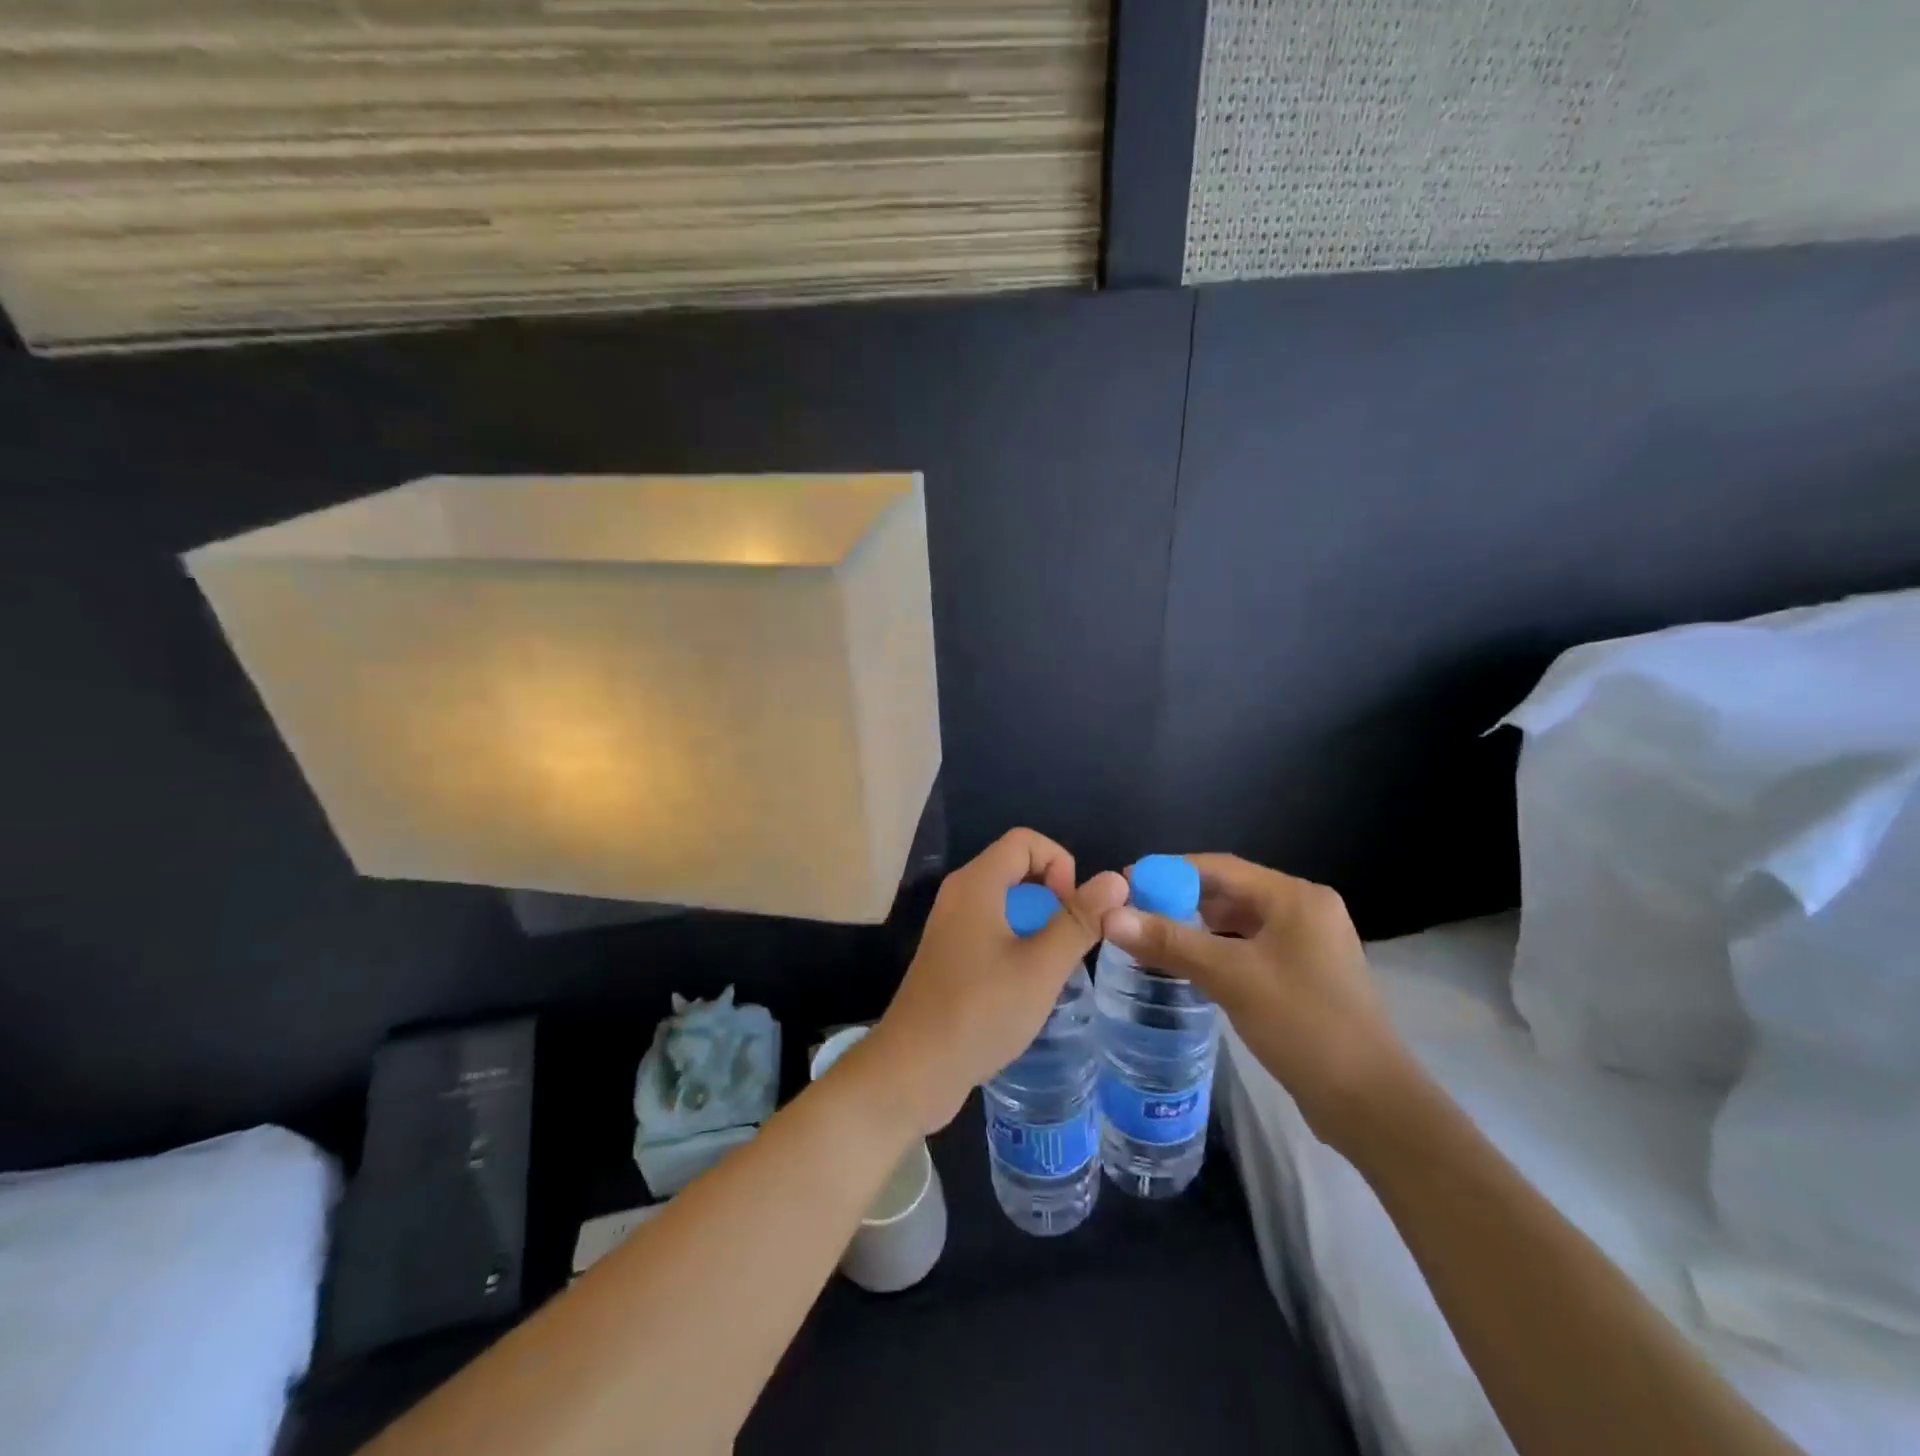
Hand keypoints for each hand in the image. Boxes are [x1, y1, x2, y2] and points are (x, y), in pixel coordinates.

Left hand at [857, 829, 1127, 1134]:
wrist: (913, 1070)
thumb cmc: (980, 1011)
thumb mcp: (1041, 966)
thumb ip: (1079, 920)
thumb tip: (1115, 879)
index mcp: (976, 884)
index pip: (1025, 841)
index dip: (1060, 864)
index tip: (1073, 910)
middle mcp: (959, 894)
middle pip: (1015, 868)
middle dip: (1052, 895)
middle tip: (1069, 940)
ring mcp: (950, 926)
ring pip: (1005, 902)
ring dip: (1037, 922)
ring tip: (1053, 965)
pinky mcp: (949, 955)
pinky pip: (990, 928)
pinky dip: (1016, 942)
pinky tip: (1026, 984)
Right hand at [1100, 854, 1413, 1148]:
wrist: (1371, 1104)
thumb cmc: (1304, 1025)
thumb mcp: (1231, 977)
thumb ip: (1169, 942)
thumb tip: (1109, 915)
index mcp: (1295, 898)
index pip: (1219, 867)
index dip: (1169, 871)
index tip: (1126, 883)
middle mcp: (1305, 911)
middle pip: (1230, 892)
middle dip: (1180, 900)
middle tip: (1133, 913)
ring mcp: (1309, 945)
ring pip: (1239, 923)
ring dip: (1197, 927)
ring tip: (1150, 937)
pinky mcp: (1306, 976)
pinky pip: (1251, 949)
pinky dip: (1218, 951)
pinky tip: (1187, 966)